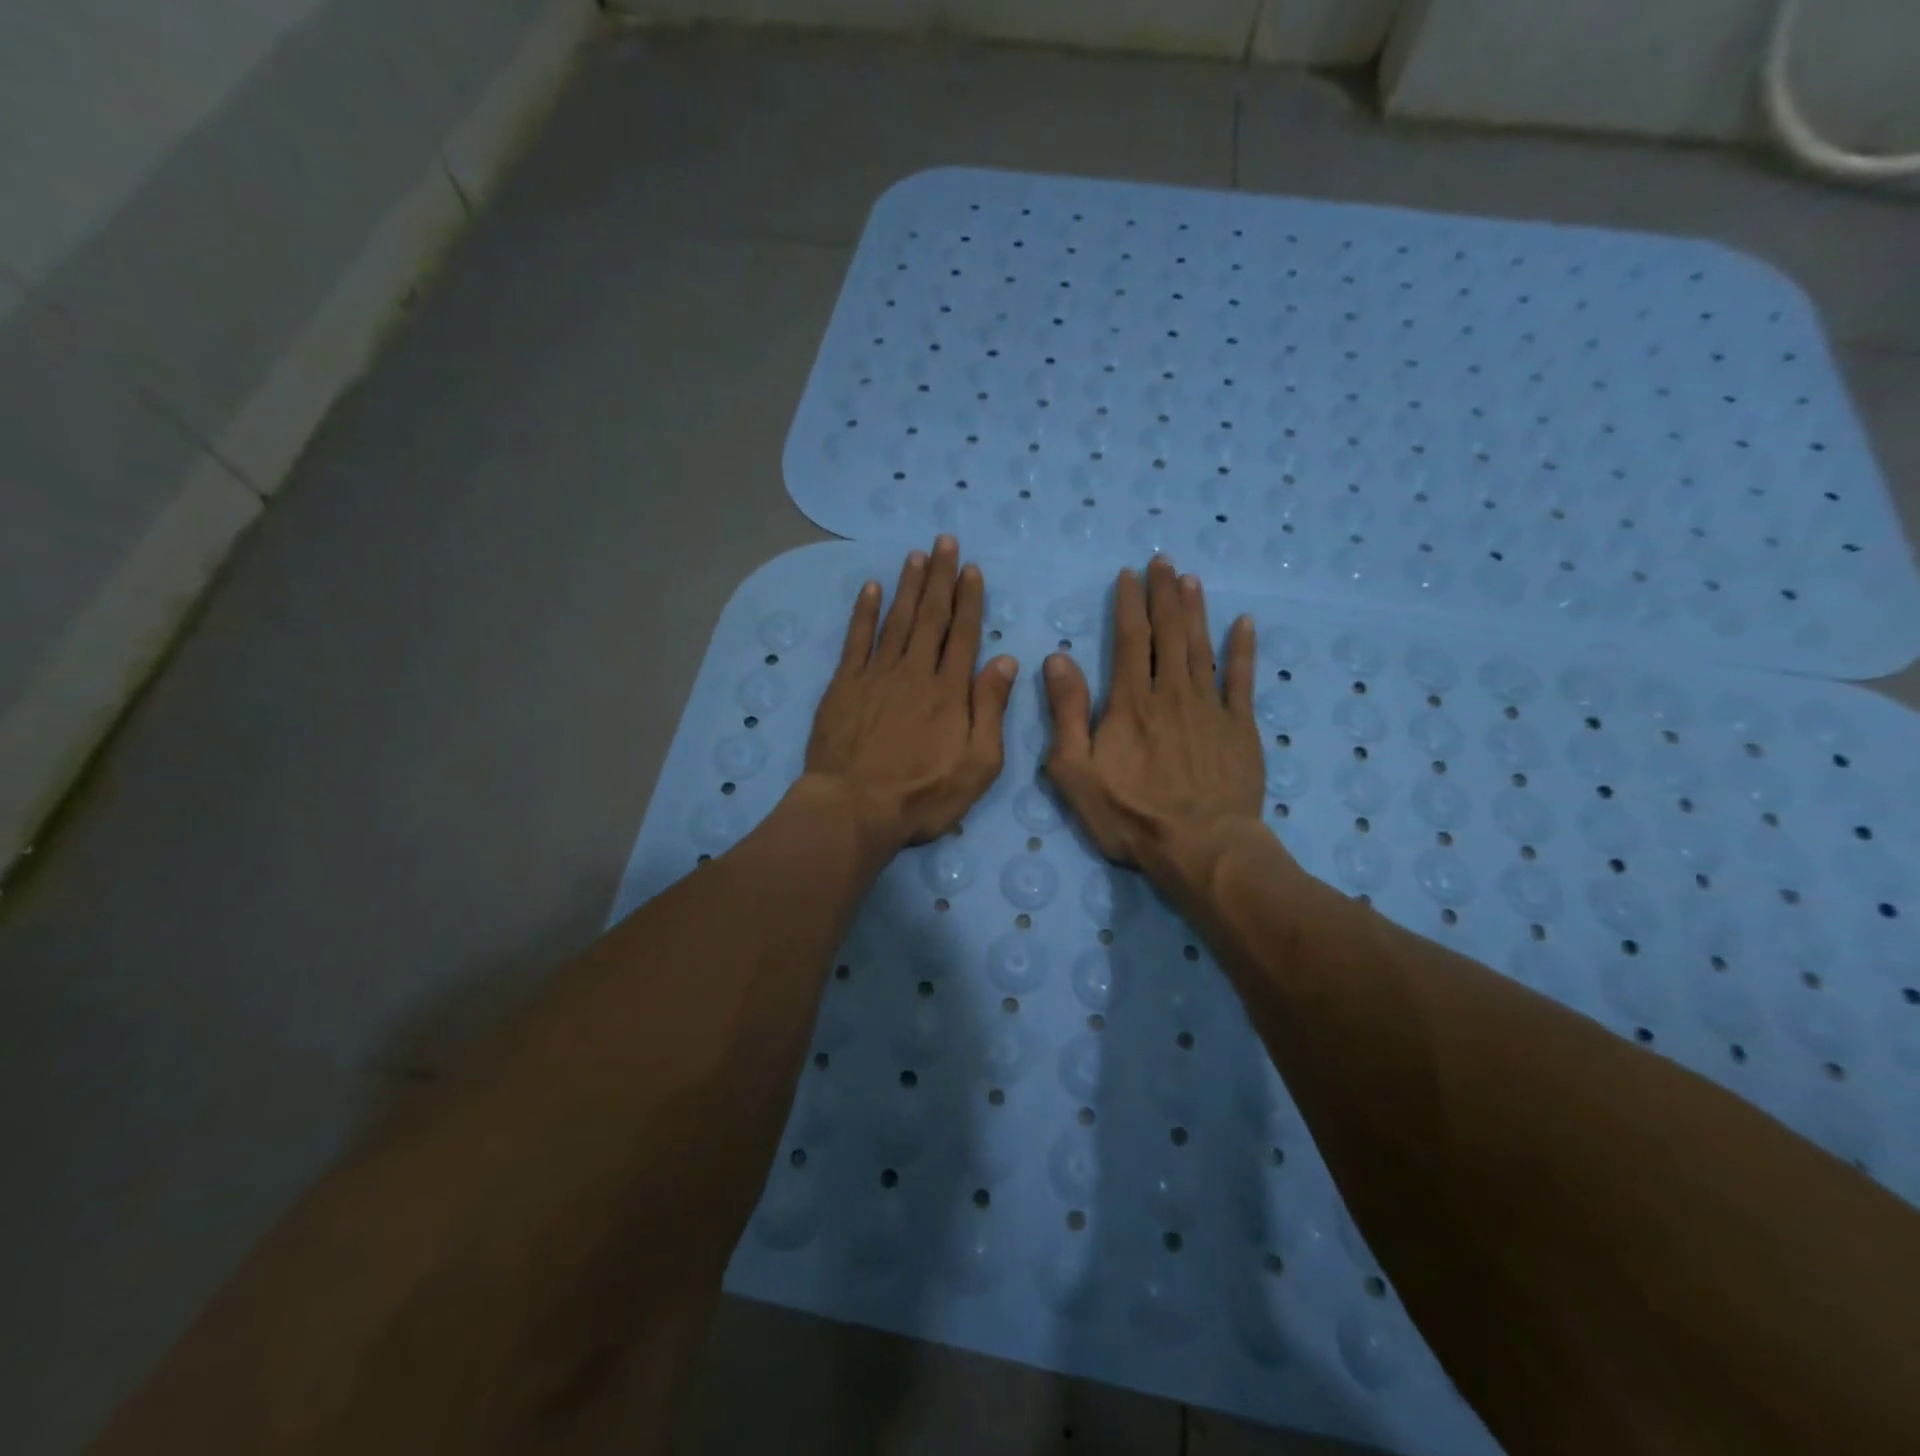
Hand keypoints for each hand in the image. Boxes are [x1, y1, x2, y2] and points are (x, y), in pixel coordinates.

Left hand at [802, 537, 1017, 853]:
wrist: (854, 809)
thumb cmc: (923, 796)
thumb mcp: (978, 765)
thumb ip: (991, 709)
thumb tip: (1005, 660)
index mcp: (950, 691)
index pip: (963, 634)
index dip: (969, 600)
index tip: (971, 569)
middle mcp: (915, 672)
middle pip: (931, 617)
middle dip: (940, 577)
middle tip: (945, 542)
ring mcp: (876, 675)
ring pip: (897, 620)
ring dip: (908, 586)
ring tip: (916, 555)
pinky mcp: (844, 685)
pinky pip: (856, 639)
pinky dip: (864, 612)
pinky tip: (870, 588)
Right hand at [1043, 556, 1268, 891]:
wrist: (1201, 847)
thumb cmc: (1130, 815)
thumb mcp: (1075, 771)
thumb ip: (1066, 713)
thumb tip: (1057, 659)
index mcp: (1131, 702)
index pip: (1130, 640)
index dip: (1129, 604)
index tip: (1129, 575)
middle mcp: (1172, 693)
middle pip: (1170, 633)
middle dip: (1164, 595)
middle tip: (1164, 562)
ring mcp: (1211, 708)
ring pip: (1202, 647)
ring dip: (1196, 611)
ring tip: (1192, 580)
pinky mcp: (1240, 728)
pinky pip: (1243, 679)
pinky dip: (1244, 650)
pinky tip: (1245, 624)